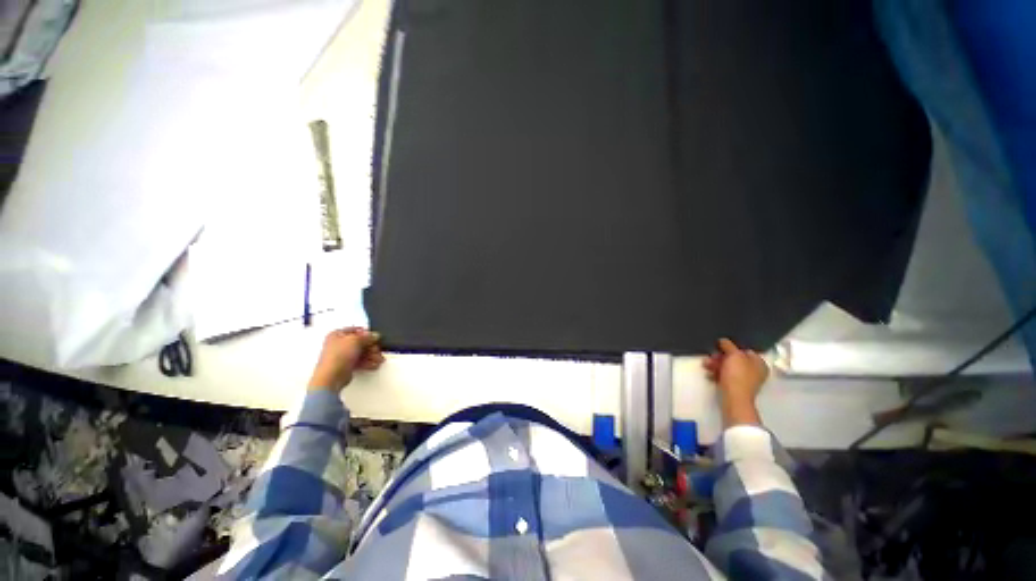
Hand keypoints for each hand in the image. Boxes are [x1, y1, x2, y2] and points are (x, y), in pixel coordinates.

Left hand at [308, 328, 384, 392]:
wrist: (331, 377)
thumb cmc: (339, 355)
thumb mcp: (356, 340)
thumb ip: (367, 336)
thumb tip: (375, 335)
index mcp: (337, 335)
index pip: (355, 330)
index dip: (366, 333)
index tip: (375, 337)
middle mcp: (339, 344)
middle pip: (360, 342)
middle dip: (371, 347)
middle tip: (377, 351)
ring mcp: (343, 356)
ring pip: (361, 353)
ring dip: (372, 355)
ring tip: (379, 360)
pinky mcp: (346, 366)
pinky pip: (359, 361)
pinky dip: (368, 363)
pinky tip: (374, 365)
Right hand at [702, 338, 768, 426]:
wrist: (734, 398)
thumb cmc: (738, 375)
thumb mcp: (734, 355)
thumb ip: (729, 346)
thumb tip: (723, 340)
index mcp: (759, 363)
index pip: (745, 350)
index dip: (731, 348)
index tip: (720, 347)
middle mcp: (754, 371)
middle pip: (734, 359)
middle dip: (720, 357)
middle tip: (711, 356)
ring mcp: (744, 380)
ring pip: (727, 368)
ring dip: (715, 365)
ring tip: (706, 365)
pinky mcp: (735, 387)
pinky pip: (725, 376)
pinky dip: (716, 374)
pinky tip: (709, 374)